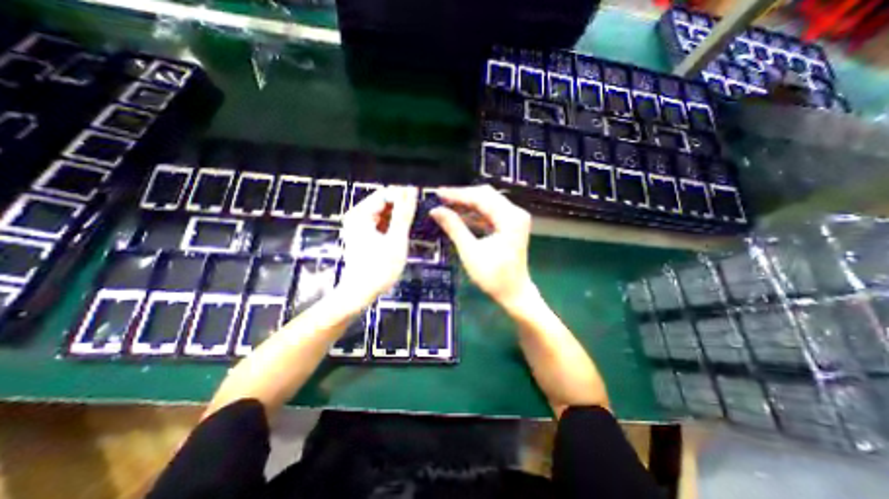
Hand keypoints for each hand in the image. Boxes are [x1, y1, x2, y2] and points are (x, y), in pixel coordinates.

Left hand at [339, 185, 419, 307]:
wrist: (361, 293)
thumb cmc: (377, 269)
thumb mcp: (396, 239)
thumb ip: (404, 214)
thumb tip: (411, 190)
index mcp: (361, 214)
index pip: (386, 193)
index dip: (404, 195)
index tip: (420, 199)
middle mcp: (357, 216)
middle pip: (385, 202)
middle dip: (401, 206)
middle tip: (417, 216)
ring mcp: (360, 225)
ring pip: (385, 212)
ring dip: (398, 216)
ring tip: (411, 226)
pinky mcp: (365, 234)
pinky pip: (382, 222)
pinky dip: (393, 225)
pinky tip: (401, 232)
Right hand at [431, 185, 532, 308]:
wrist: (514, 293)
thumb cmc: (494, 277)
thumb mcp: (470, 252)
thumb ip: (454, 228)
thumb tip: (435, 211)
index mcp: (510, 218)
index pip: (481, 197)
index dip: (458, 194)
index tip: (438, 193)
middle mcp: (515, 213)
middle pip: (485, 195)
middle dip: (462, 196)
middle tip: (440, 198)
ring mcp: (513, 218)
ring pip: (487, 203)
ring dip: (467, 204)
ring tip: (446, 205)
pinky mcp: (509, 225)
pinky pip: (489, 213)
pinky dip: (474, 214)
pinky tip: (459, 215)